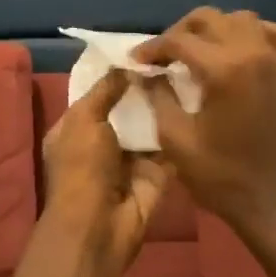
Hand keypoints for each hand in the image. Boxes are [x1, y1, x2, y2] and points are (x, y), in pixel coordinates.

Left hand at [40, 70, 174, 270]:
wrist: (100, 225)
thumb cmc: (82, 167)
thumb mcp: (85, 119)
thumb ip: (105, 90)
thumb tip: (126, 66)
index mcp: (76, 129)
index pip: (97, 94)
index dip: (116, 75)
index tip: (142, 51)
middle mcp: (103, 142)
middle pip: (127, 109)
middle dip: (145, 89)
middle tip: (173, 59)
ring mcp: (131, 159)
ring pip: (150, 126)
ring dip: (165, 106)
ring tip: (190, 73)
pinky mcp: (157, 173)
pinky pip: (170, 146)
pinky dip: (181, 129)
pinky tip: (199, 101)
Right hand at [133, 8, 275, 246]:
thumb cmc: (222, 177)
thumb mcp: (177, 140)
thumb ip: (159, 97)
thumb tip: (147, 74)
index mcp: (224, 69)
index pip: (179, 41)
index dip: (153, 48)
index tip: (136, 62)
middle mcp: (254, 53)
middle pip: (210, 18)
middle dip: (180, 32)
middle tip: (163, 56)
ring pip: (243, 19)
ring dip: (216, 28)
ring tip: (198, 51)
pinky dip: (257, 32)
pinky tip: (241, 49)